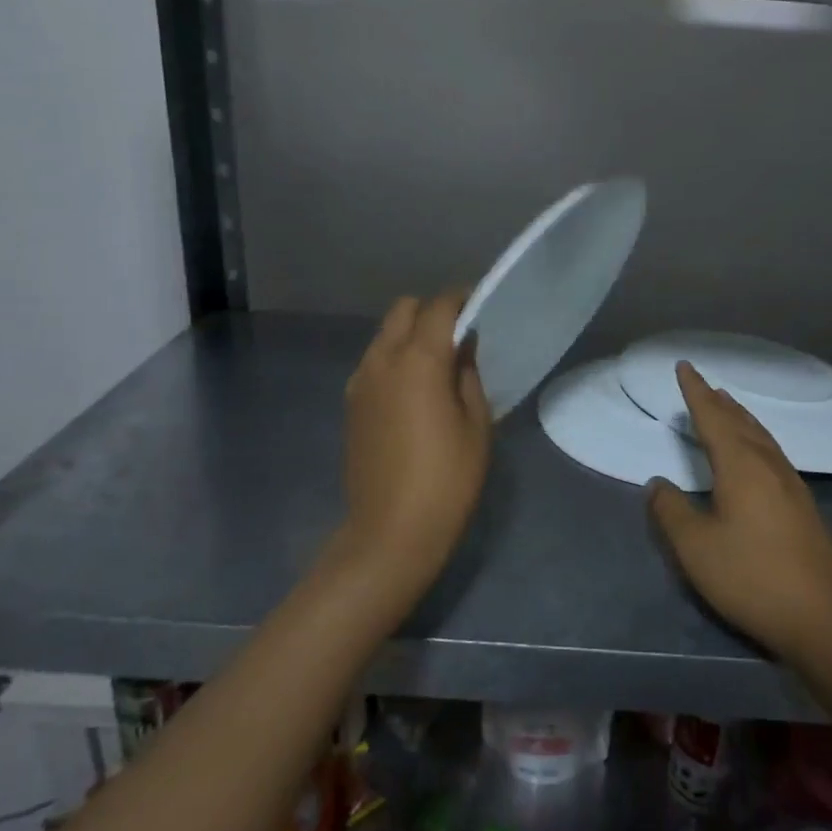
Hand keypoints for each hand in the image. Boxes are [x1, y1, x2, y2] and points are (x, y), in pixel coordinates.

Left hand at [340, 291, 492, 592]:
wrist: (390, 531)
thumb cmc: (447, 479)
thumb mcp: (476, 426)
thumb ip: (469, 375)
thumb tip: (463, 347)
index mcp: (418, 361)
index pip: (439, 307)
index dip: (462, 299)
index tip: (480, 305)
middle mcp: (382, 360)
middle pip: (403, 310)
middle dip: (431, 310)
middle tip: (458, 334)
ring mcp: (360, 382)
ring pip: (384, 334)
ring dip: (410, 334)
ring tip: (437, 362)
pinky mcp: (351, 404)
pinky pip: (374, 362)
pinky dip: (394, 358)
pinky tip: (413, 389)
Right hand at [647, 362, 831, 660]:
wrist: (824, 616)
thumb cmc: (753, 577)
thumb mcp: (696, 547)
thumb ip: (671, 511)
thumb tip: (657, 483)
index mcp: (740, 465)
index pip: (712, 417)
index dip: (695, 392)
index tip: (684, 366)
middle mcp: (767, 464)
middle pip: (739, 421)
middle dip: (718, 400)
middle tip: (703, 383)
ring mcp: (790, 483)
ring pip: (760, 435)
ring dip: (740, 416)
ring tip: (727, 404)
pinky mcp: (802, 504)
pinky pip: (771, 451)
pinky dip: (755, 436)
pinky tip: (756, 451)